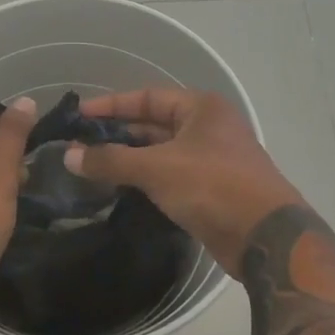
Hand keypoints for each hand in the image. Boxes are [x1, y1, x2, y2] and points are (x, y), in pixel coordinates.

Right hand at [66, 87, 302, 278]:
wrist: (265, 238)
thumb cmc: (212, 186)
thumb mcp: (157, 168)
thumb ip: (111, 160)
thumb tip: (68, 155)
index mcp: (201, 108)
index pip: (147, 97)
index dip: (111, 105)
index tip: (79, 116)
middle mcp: (208, 127)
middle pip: (153, 124)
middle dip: (118, 134)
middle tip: (80, 144)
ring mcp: (212, 158)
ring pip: (161, 152)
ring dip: (129, 159)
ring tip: (92, 167)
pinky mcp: (211, 188)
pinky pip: (170, 175)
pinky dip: (146, 178)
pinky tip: (120, 188)